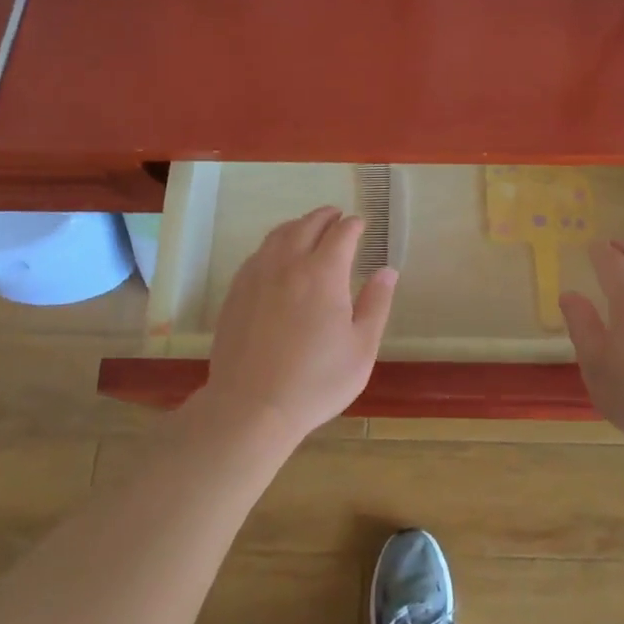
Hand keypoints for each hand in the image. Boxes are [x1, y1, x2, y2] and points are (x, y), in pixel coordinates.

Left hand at [202, 207, 396, 443]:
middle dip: (326, 216)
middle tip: (337, 216)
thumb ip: (376, 304)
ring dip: (298, 225)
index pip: (341, 233)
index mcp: (323, 273)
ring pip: (279, 234)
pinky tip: (277, 257)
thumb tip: (387, 271)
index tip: (360, 225)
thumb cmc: (316, 382)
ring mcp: (257, 275)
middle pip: (307, 224)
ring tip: (308, 228)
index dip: (353, 225)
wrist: (251, 407)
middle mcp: (288, 263)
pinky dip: (274, 244)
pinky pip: (258, 253)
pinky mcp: (237, 291)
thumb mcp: (361, 349)